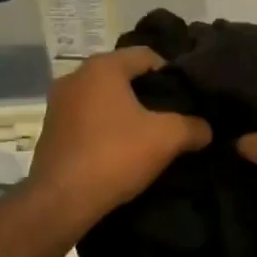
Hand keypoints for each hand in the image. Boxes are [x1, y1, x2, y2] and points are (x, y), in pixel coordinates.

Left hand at [29, 46, 211, 221]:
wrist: (61, 200)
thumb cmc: (115, 156)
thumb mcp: (166, 139)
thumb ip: (192, 127)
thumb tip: (206, 129)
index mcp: (102, 67)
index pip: (146, 55)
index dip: (171, 73)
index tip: (187, 98)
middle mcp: (75, 77)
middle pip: (123, 76)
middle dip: (148, 94)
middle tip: (171, 117)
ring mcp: (58, 104)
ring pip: (103, 98)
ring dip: (125, 112)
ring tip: (148, 135)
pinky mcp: (50, 130)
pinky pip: (87, 119)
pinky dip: (105, 128)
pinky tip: (120, 150)